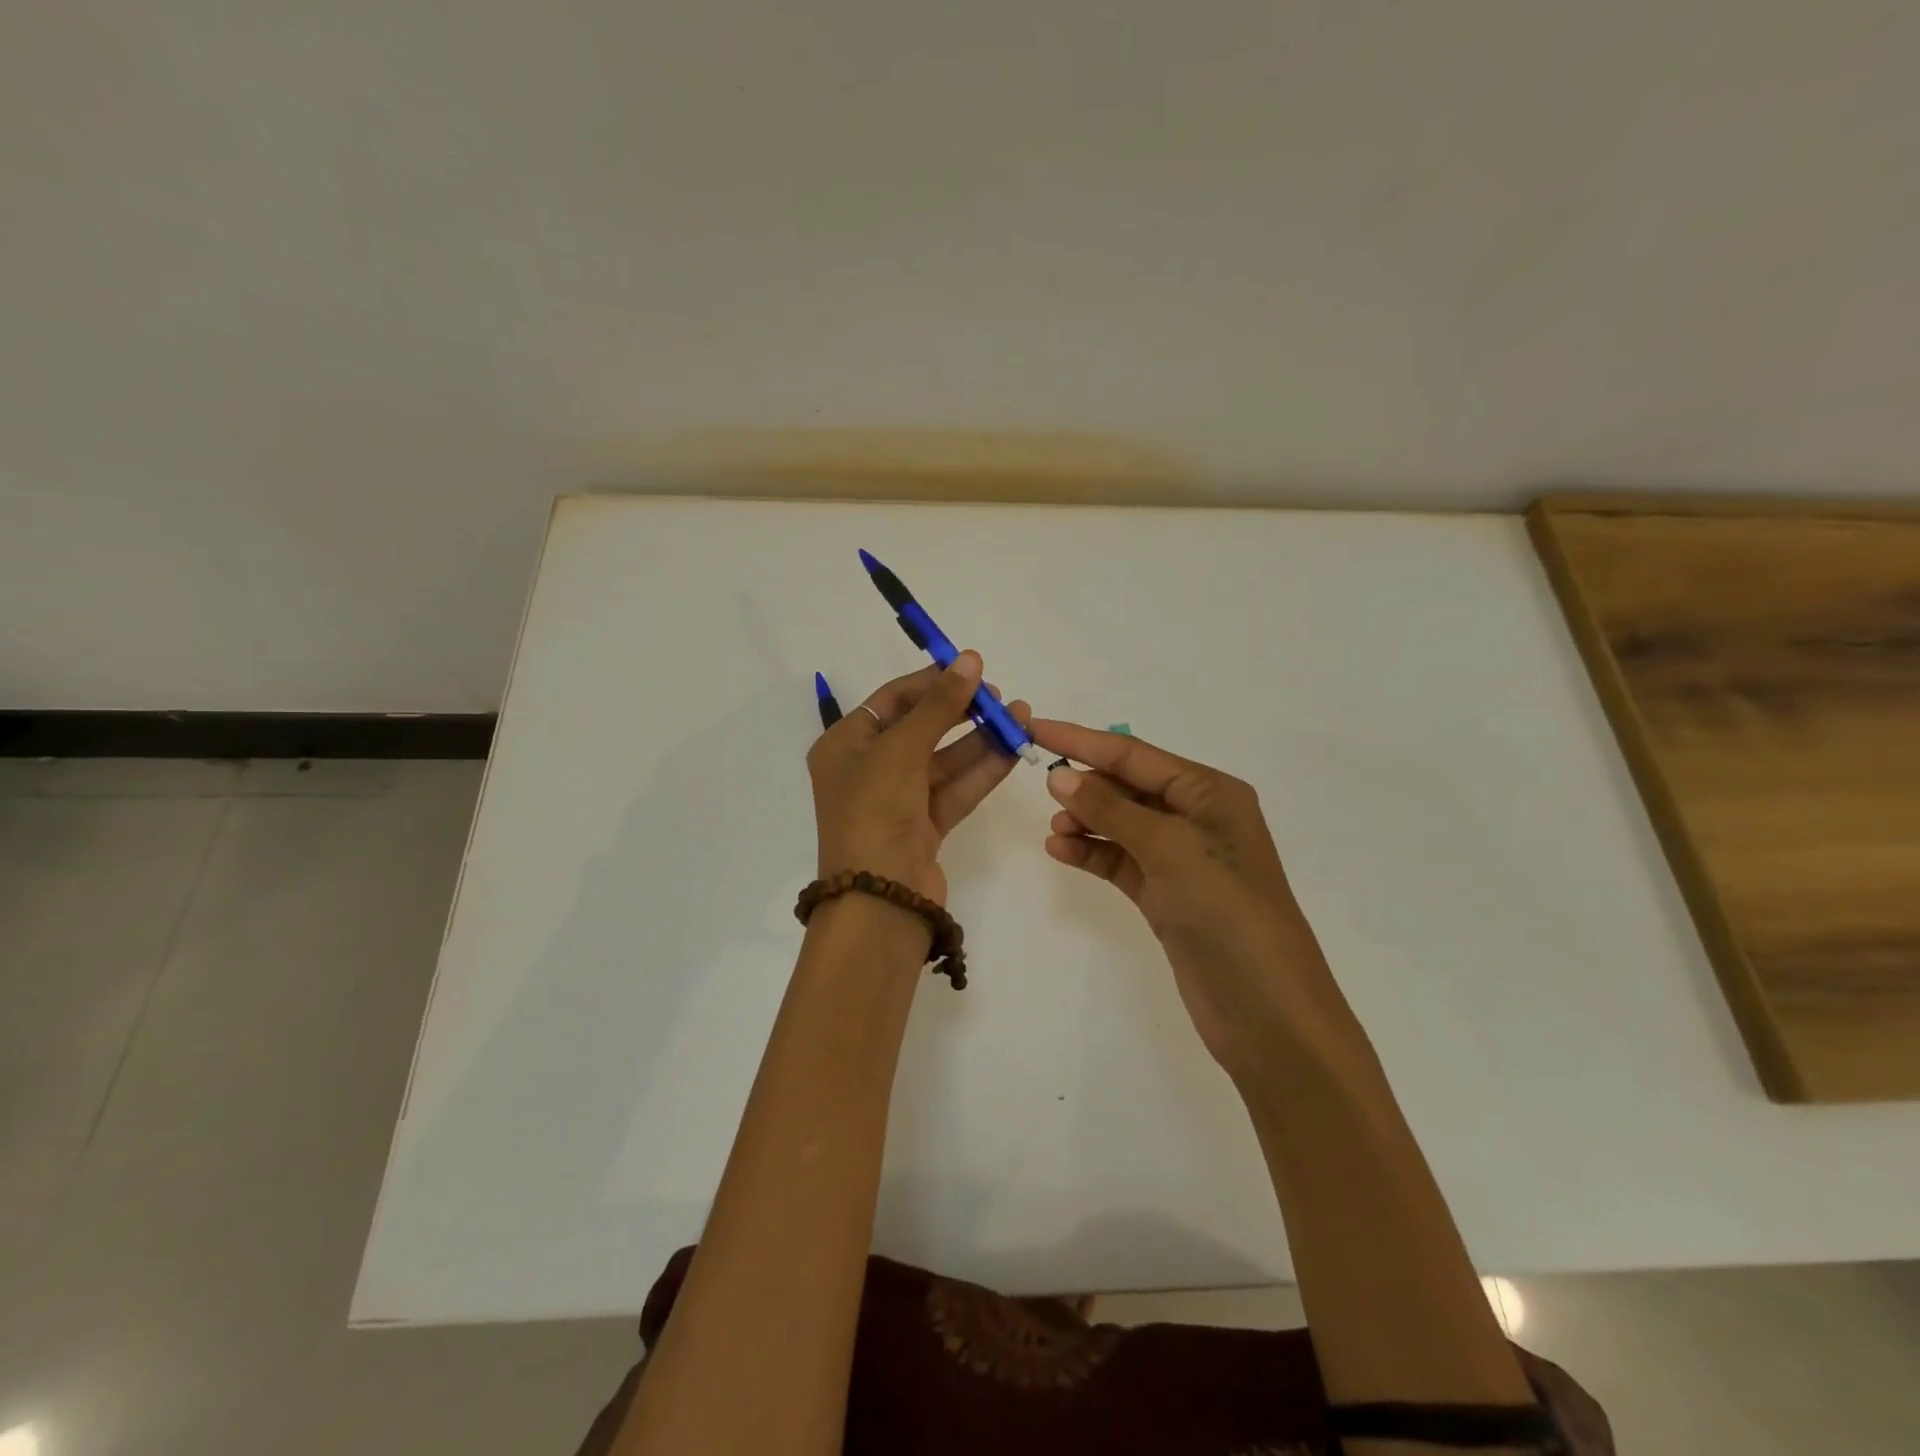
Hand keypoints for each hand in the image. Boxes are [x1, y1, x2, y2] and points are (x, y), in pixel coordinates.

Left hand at [808, 652, 1030, 906]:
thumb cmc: (874, 812)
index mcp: (845, 746)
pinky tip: (1014, 749)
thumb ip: (939, 705)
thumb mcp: (901, 750)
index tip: (970, 668)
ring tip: (1021, 717)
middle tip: (999, 697)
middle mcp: (868, 769)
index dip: (931, 681)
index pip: (892, 700)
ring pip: (944, 760)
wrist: (879, 901)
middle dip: (961, 711)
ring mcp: (897, 800)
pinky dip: (983, 770)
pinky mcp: (924, 827)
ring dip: (981, 739)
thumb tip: (969, 658)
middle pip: (920, 728)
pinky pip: (955, 789)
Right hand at [1031, 719, 1348, 1076]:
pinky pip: (1120, 860)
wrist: (1266, 1012)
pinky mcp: (1167, 896)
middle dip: (1086, 782)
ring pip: (1121, 824)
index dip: (1083, 740)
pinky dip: (1092, 852)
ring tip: (1055, 828)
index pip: (1135, 754)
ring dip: (1086, 819)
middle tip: (1041, 783)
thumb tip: (1060, 776)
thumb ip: (1112, 809)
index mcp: (1210, 792)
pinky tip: (1061, 850)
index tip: (1035, 727)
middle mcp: (1197, 818)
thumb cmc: (1226, 912)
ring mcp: (1181, 859)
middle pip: (1128, 785)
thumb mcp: (1170, 850)